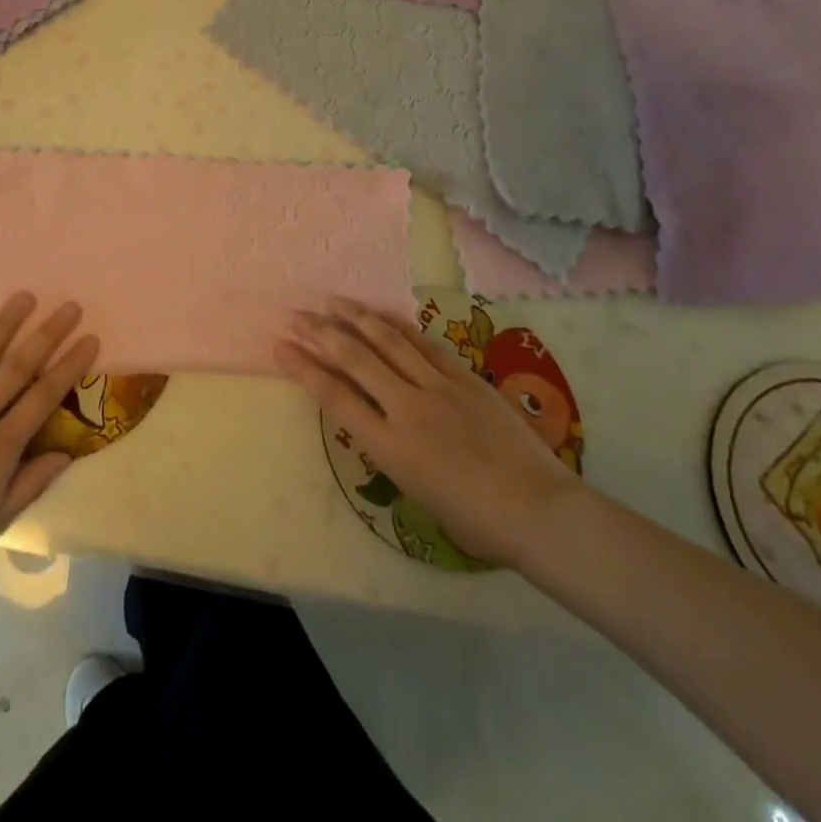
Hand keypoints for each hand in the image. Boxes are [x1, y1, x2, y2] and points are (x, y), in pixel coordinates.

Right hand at [277, 299, 583, 567]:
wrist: (540, 511)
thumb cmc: (475, 519)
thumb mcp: (414, 490)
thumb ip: (388, 446)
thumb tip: (375, 414)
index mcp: (391, 448)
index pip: (335, 397)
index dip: (303, 368)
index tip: (281, 346)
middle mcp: (408, 410)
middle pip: (355, 359)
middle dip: (320, 334)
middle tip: (295, 316)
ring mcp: (439, 388)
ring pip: (388, 341)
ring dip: (355, 318)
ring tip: (331, 302)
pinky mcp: (465, 378)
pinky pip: (423, 344)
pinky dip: (396, 326)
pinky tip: (379, 315)